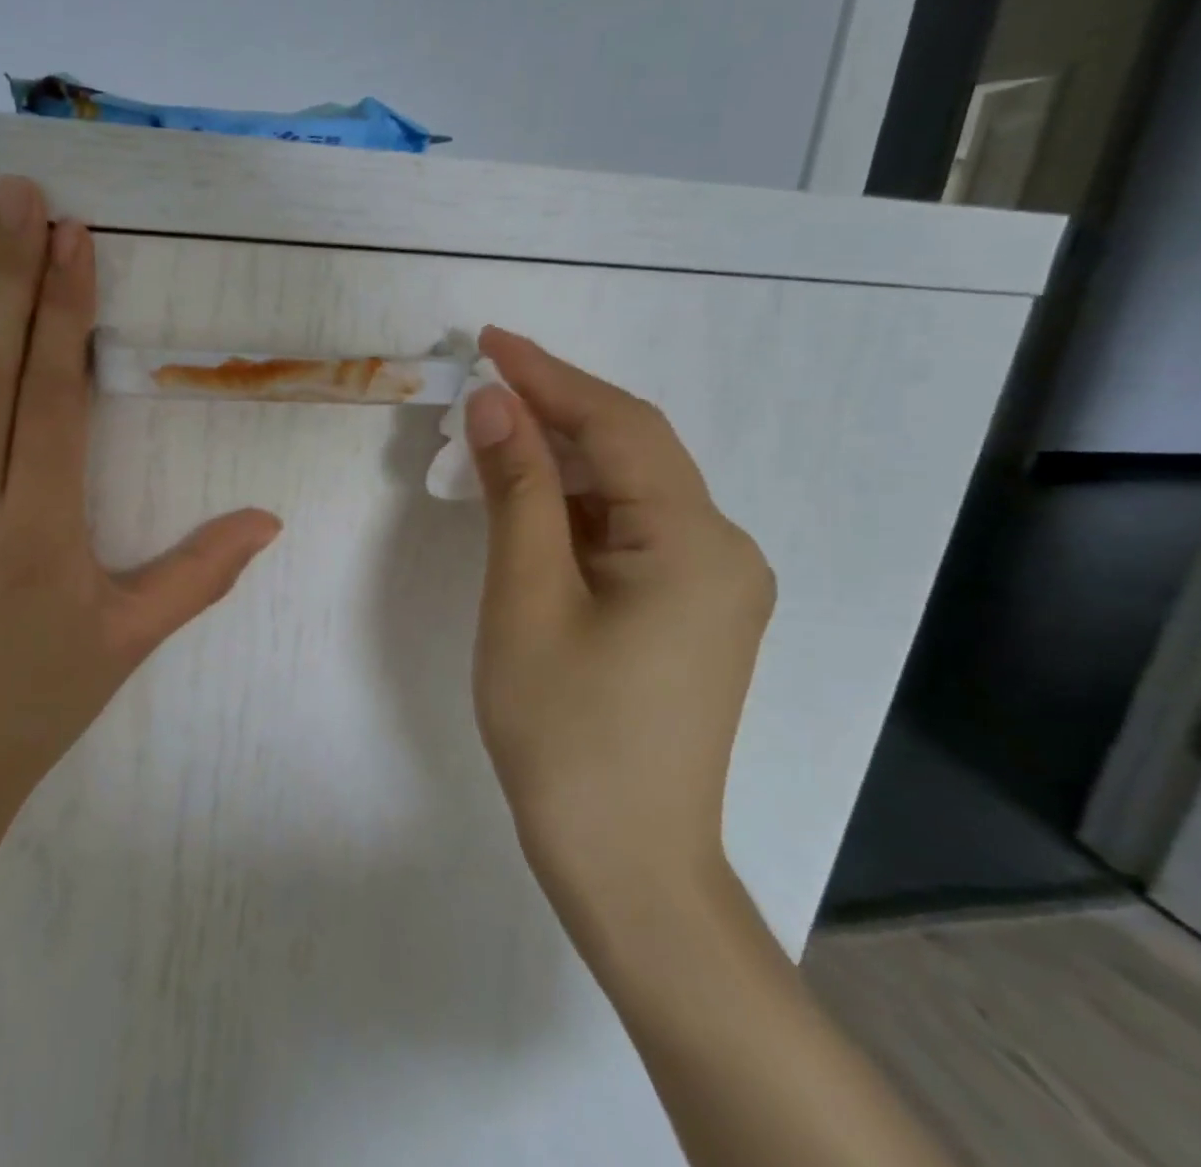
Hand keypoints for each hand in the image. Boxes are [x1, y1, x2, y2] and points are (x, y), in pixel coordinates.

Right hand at [464, 327, 774, 908]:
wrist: (624, 861)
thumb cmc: (565, 729)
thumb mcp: (526, 596)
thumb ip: (514, 489)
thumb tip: (494, 403)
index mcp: (696, 540)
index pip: (618, 424)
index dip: (549, 374)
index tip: (488, 339)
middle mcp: (722, 549)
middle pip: (630, 451)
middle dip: (552, 412)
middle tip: (478, 385)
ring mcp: (712, 584)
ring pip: (626, 491)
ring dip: (557, 460)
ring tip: (487, 437)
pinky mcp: (689, 611)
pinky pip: (627, 532)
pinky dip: (572, 507)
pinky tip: (525, 503)